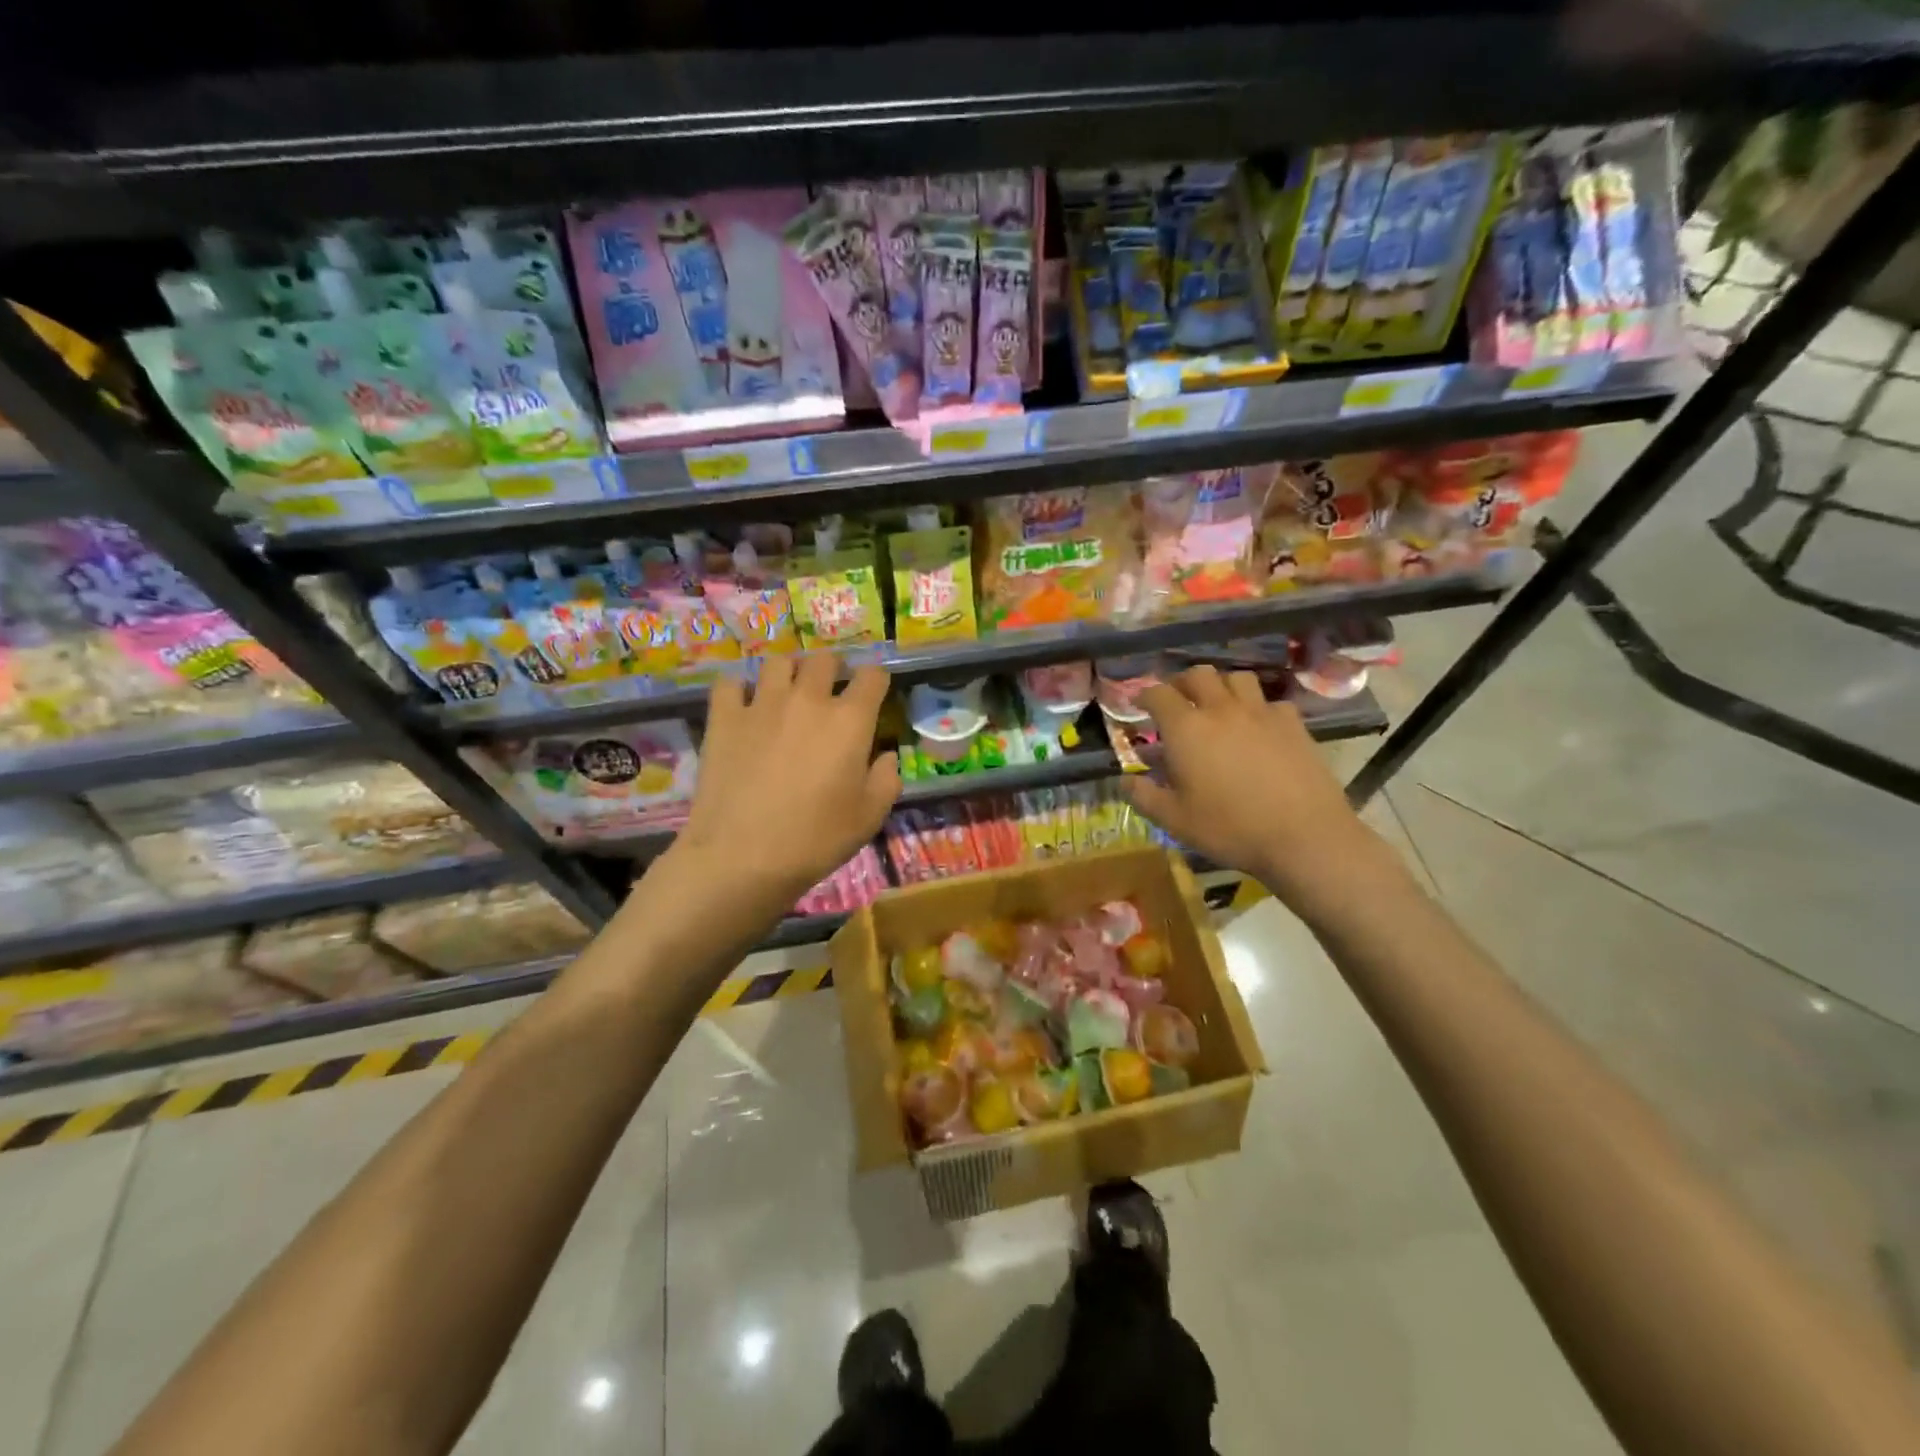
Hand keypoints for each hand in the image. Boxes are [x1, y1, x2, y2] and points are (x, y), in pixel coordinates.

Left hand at [644, 654, 899, 935]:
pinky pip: (730, 683)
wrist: (742, 856)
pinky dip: (738, 689)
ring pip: (778, 661)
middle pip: (824, 659)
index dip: (876, 681)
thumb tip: (886, 756)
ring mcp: (762, 704)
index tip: (873, 695)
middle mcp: (808, 699)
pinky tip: (743, 707)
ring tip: (786, 692)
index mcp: (850, 721)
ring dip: (788, 672)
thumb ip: (887, 779)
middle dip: (832, 669)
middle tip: (829, 692)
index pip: (872, 676)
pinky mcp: (724, 717)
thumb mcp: (870, 817)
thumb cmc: (815, 839)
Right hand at [1120, 665, 1404, 911]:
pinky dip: (1256, 707)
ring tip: (1217, 704)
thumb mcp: (1175, 820)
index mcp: (1186, 729)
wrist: (1304, 835)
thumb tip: (1124, 780)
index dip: (1144, 695)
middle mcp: (1221, 709)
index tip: (1138, 704)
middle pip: (1198, 674)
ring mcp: (1261, 713)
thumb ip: (1144, 797)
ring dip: (1220, 685)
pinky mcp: (1293, 724)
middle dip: (1182, 682)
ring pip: (1236, 678)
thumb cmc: (1230, 828)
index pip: (1158, 694)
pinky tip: (1257, 726)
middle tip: (1177, 700)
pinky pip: (1269, 701)